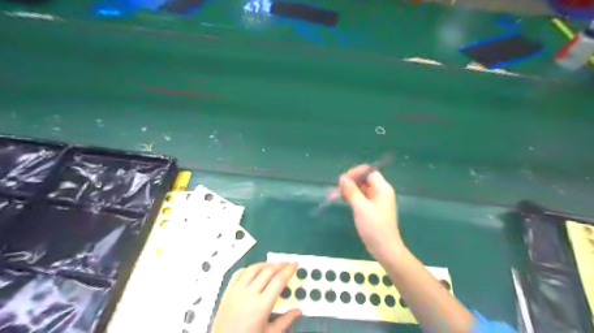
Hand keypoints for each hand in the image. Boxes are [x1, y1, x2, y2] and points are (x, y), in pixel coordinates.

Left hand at [210, 263, 301, 331]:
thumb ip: (285, 320)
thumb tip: (298, 310)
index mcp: (261, 306)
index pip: (278, 280)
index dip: (289, 270)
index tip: (295, 265)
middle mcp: (248, 294)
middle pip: (267, 271)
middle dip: (280, 265)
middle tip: (287, 264)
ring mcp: (236, 291)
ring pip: (253, 268)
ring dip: (266, 264)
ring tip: (274, 265)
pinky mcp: (227, 291)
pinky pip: (239, 273)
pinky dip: (250, 268)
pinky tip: (256, 270)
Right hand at [339, 166, 403, 258]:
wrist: (385, 248)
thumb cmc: (374, 226)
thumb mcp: (360, 207)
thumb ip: (351, 191)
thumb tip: (342, 178)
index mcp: (382, 188)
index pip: (369, 172)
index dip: (355, 173)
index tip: (342, 180)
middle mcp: (381, 191)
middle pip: (364, 179)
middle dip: (350, 181)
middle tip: (336, 188)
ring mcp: (377, 200)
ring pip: (361, 189)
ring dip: (349, 190)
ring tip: (335, 194)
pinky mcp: (372, 208)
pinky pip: (361, 197)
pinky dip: (352, 197)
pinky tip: (342, 199)